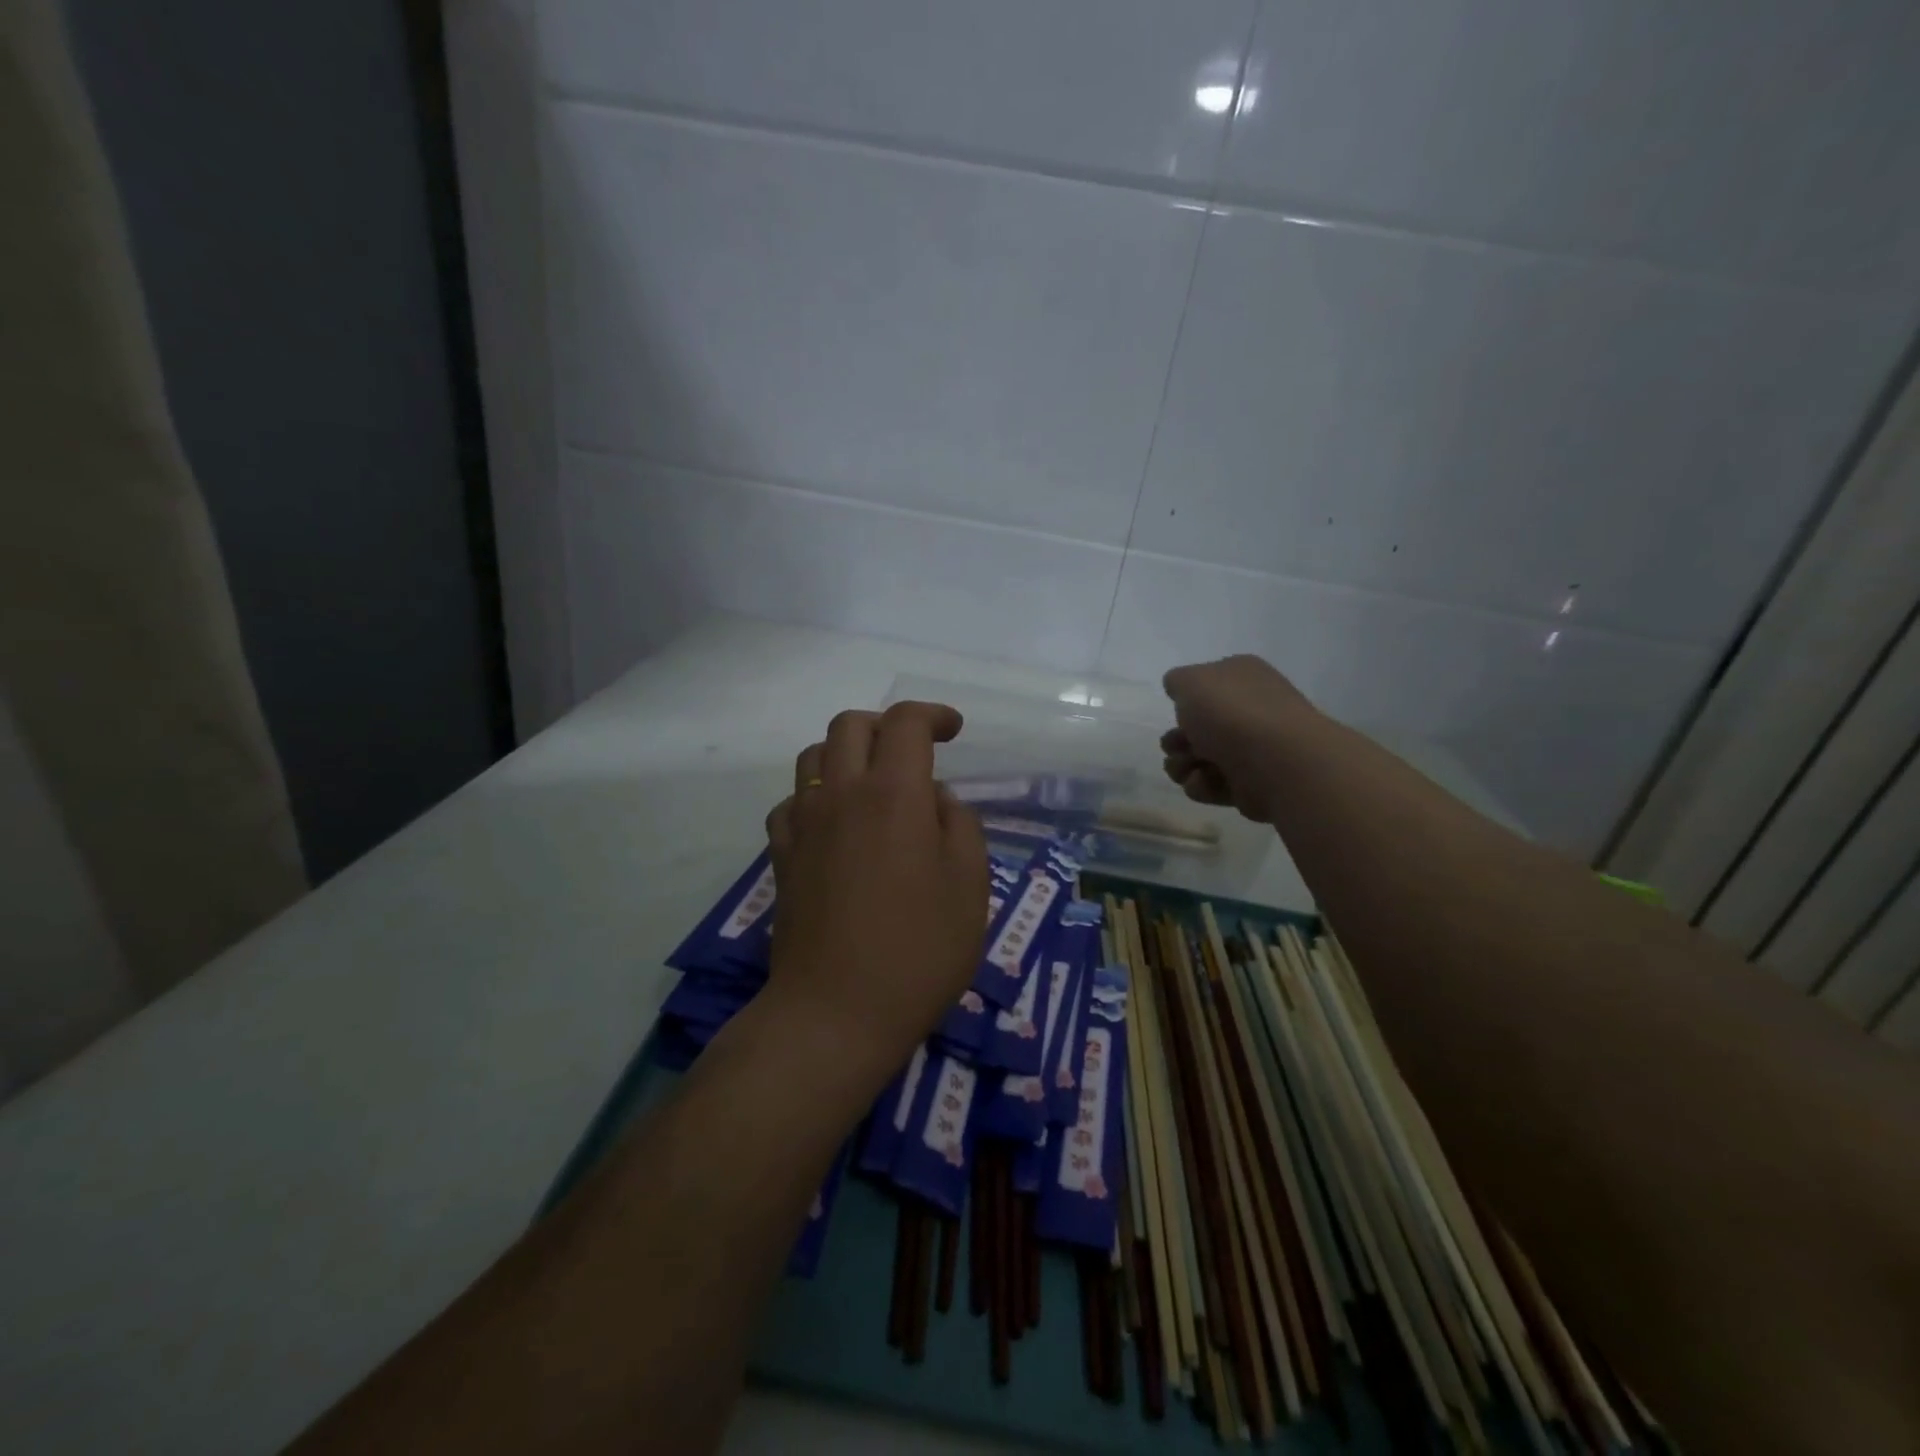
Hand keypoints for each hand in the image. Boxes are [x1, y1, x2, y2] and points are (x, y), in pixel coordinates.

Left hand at [763, 702, 988, 1084]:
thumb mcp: (970, 886)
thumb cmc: (918, 951)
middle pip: (850, 726)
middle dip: (886, 724)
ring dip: (845, 753)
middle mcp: (842, 794)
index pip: (906, 723)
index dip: (932, 714)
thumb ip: (959, 826)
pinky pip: (790, 803)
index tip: (953, 730)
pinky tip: (833, 824)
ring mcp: (804, 824)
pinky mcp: (780, 856)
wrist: (836, 1012)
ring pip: (813, 757)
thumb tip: (935, 800)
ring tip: (872, 782)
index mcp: (895, 794)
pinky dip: (814, 796)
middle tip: (913, 751)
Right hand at [1160, 655, 1316, 824]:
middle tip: (1174, 746)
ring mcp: (1253, 748)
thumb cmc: (1231, 713)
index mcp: (1242, 677)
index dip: (1186, 700)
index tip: (1178, 710)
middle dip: (1177, 740)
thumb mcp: (1191, 681)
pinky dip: (1203, 785)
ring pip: (1201, 758)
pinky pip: (1214, 784)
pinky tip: (1205, 781)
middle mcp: (1250, 709)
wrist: (1275, 762)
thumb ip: (1178, 681)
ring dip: (1182, 764)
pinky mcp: (1251, 783)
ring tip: (1186, 769)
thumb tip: (1182, 691)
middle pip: (1199, 727)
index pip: (1207, 685)